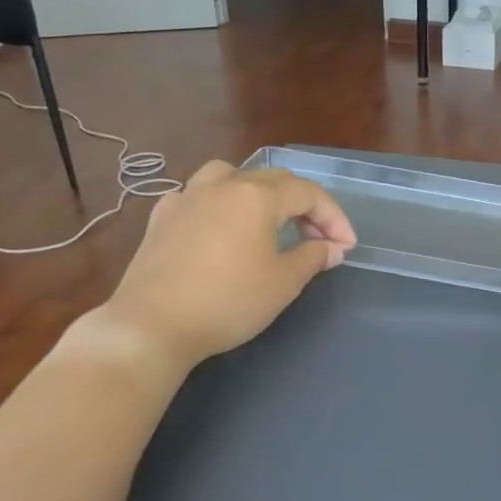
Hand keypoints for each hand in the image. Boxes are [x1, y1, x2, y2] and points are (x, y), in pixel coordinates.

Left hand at [93, 160, 355, 372]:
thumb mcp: (284, 282)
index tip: (347, 247)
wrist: (153, 324)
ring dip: (259, 192)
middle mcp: (223, 185)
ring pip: (231, 176)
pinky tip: (220, 228)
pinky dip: (220, 204)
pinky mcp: (161, 218)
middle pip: (274, 180)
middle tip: (319, 238)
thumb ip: (313, 257)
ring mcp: (187, 197)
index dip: (334, 217)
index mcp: (257, 196)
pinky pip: (198, 196)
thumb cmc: (229, 301)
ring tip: (268, 219)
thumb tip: (332, 248)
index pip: (308, 194)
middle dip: (304, 205)